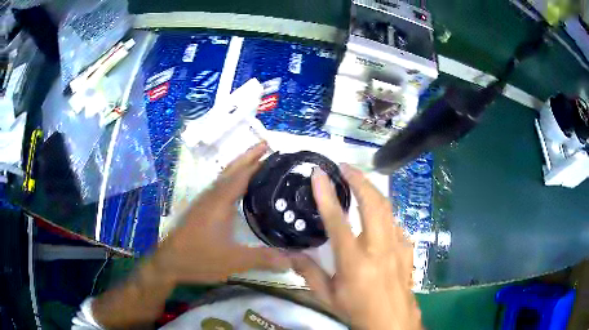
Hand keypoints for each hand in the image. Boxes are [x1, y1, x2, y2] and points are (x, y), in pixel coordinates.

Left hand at [154, 142, 290, 283]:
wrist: (169, 262)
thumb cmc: (199, 258)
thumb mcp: (234, 261)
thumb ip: (263, 258)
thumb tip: (292, 260)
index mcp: (220, 202)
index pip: (241, 175)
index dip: (257, 161)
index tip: (272, 148)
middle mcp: (211, 196)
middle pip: (231, 169)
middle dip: (248, 155)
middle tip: (266, 145)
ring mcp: (204, 202)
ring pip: (224, 177)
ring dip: (239, 166)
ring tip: (256, 162)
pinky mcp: (200, 209)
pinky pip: (220, 187)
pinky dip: (232, 179)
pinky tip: (238, 189)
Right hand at [290, 164, 421, 329]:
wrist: (392, 322)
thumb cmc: (357, 310)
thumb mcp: (327, 296)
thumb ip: (308, 272)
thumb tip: (289, 253)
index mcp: (354, 261)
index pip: (338, 220)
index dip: (326, 194)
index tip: (319, 174)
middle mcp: (378, 248)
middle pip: (372, 203)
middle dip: (359, 180)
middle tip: (345, 167)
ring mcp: (397, 247)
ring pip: (387, 208)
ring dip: (373, 190)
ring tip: (360, 181)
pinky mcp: (407, 249)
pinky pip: (395, 223)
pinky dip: (384, 212)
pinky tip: (377, 213)